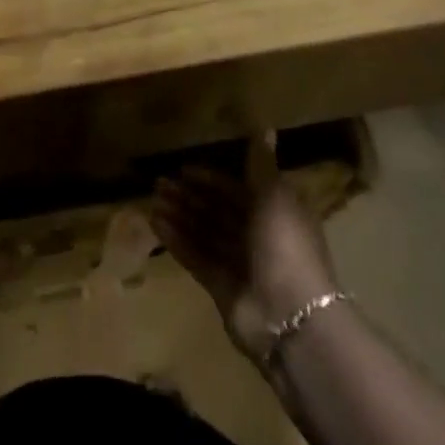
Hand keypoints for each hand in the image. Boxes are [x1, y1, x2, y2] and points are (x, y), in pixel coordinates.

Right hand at [152, 166, 337, 364]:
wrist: (291, 316)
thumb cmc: (285, 246)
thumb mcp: (275, 197)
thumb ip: (261, 164)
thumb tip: (265, 127)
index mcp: (274, 213)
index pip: (237, 189)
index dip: (211, 179)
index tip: (183, 168)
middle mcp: (256, 236)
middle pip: (217, 210)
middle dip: (189, 196)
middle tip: (158, 183)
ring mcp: (238, 263)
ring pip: (203, 231)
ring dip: (179, 215)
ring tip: (153, 200)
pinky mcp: (221, 286)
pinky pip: (195, 256)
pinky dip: (177, 240)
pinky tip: (156, 224)